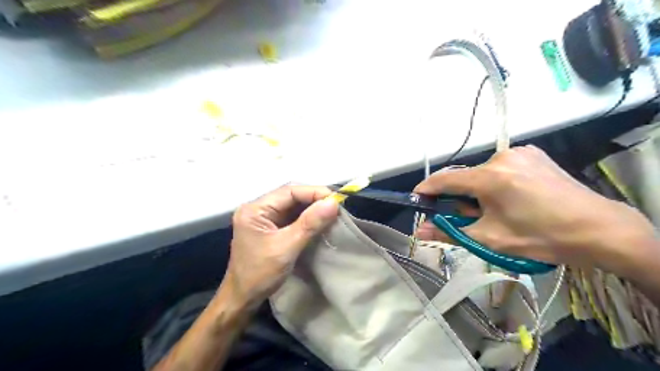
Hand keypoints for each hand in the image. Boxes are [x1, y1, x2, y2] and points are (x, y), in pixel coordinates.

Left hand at [225, 186, 339, 309]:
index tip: (336, 199)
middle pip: (290, 196)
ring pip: (292, 205)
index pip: (289, 191)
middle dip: (314, 199)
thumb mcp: (287, 247)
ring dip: (312, 207)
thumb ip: (309, 223)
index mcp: (255, 209)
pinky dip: (306, 217)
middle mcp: (258, 208)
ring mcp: (263, 218)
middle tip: (336, 205)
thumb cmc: (260, 274)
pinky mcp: (270, 227)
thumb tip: (333, 203)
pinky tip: (320, 220)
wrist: (242, 299)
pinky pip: (291, 216)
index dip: (313, 192)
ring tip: (332, 211)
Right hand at [414, 147, 656, 273]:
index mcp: (490, 177)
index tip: (417, 199)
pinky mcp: (532, 154)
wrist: (599, 229)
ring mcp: (519, 152)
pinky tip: (511, 196)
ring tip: (495, 210)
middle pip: (465, 176)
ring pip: (482, 172)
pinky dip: (495, 181)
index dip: (427, 189)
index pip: (445, 179)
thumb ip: (449, 232)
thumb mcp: (490, 238)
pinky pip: (500, 166)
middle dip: (459, 196)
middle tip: (467, 217)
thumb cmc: (541, 237)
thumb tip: (419, 231)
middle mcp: (501, 157)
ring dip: (478, 190)